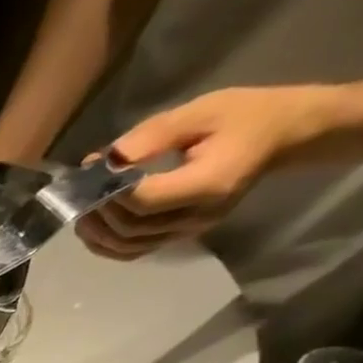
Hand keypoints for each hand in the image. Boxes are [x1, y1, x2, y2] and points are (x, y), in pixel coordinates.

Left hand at [76, 84, 336, 259]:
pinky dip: (109, 244)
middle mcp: (196, 217)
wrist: (283, 135)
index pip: (145, 201)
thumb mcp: (201, 112)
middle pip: (132, 228)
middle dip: (99, 212)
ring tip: (81, 209)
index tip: (94, 170)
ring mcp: (189, 231)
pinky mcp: (180, 235)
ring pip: (129, 246)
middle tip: (79, 191)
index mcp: (208, 184)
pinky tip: (94, 228)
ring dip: (98, 233)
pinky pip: (136, 251)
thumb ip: (152, 137)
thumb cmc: (246, 115)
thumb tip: (106, 160)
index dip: (111, 192)